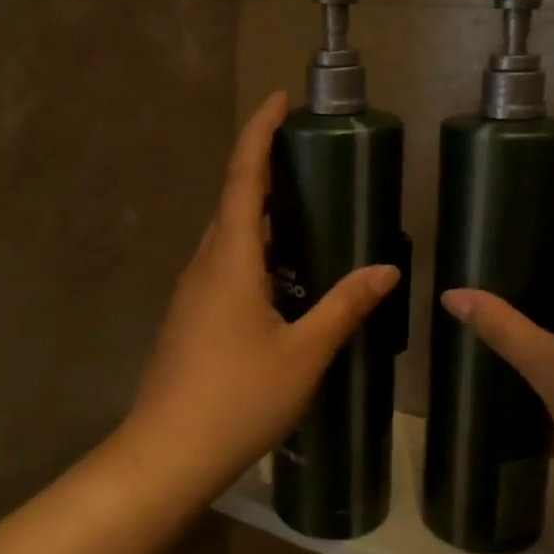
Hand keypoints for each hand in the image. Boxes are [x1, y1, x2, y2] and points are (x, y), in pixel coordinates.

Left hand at [129, 92, 400, 488]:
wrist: (165, 455)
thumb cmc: (237, 399)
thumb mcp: (303, 355)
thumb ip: (344, 307)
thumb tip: (387, 268)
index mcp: (229, 260)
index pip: (242, 177)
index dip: (259, 133)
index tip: (278, 98)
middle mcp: (204, 265)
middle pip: (232, 201)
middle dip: (263, 168)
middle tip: (306, 154)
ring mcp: (191, 292)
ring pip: (226, 236)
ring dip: (258, 212)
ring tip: (302, 208)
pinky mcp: (189, 317)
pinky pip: (222, 265)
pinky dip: (252, 250)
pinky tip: (280, 274)